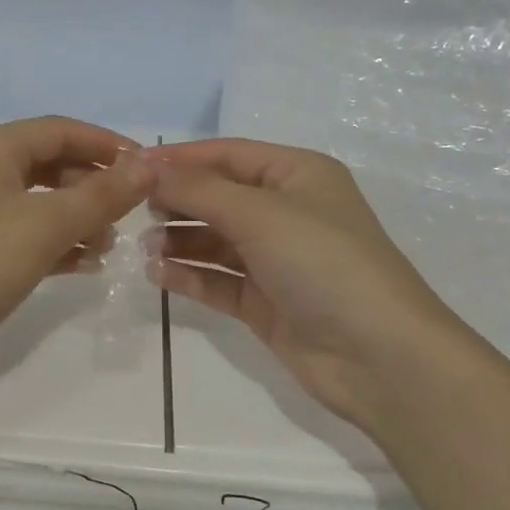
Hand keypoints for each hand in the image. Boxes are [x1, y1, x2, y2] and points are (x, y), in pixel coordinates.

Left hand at [0, 117, 150, 387]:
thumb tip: (149, 164)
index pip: (61, 130)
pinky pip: (22, 232)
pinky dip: (53, 242)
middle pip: (49, 163)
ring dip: (77, 217)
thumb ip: (101, 195)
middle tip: (130, 214)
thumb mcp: (45, 226)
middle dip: (93, 186)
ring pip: (38, 200)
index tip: (149, 169)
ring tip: (108, 246)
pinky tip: (82, 265)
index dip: (108, 145)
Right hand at [145, 139, 470, 427]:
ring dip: (180, 240)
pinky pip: (218, 280)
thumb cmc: (322, 262)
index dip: (180, 158)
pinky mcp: (265, 302)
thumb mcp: (260, 213)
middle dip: (178, 201)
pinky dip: (190, 275)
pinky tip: (160, 274)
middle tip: (134, 211)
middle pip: (218, 196)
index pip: (228, 155)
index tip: (131, 166)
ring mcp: (276, 260)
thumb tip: (148, 167)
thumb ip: (199, 190)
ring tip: (146, 248)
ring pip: (215, 240)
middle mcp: (287, 212)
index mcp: (297, 175)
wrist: (377, 355)